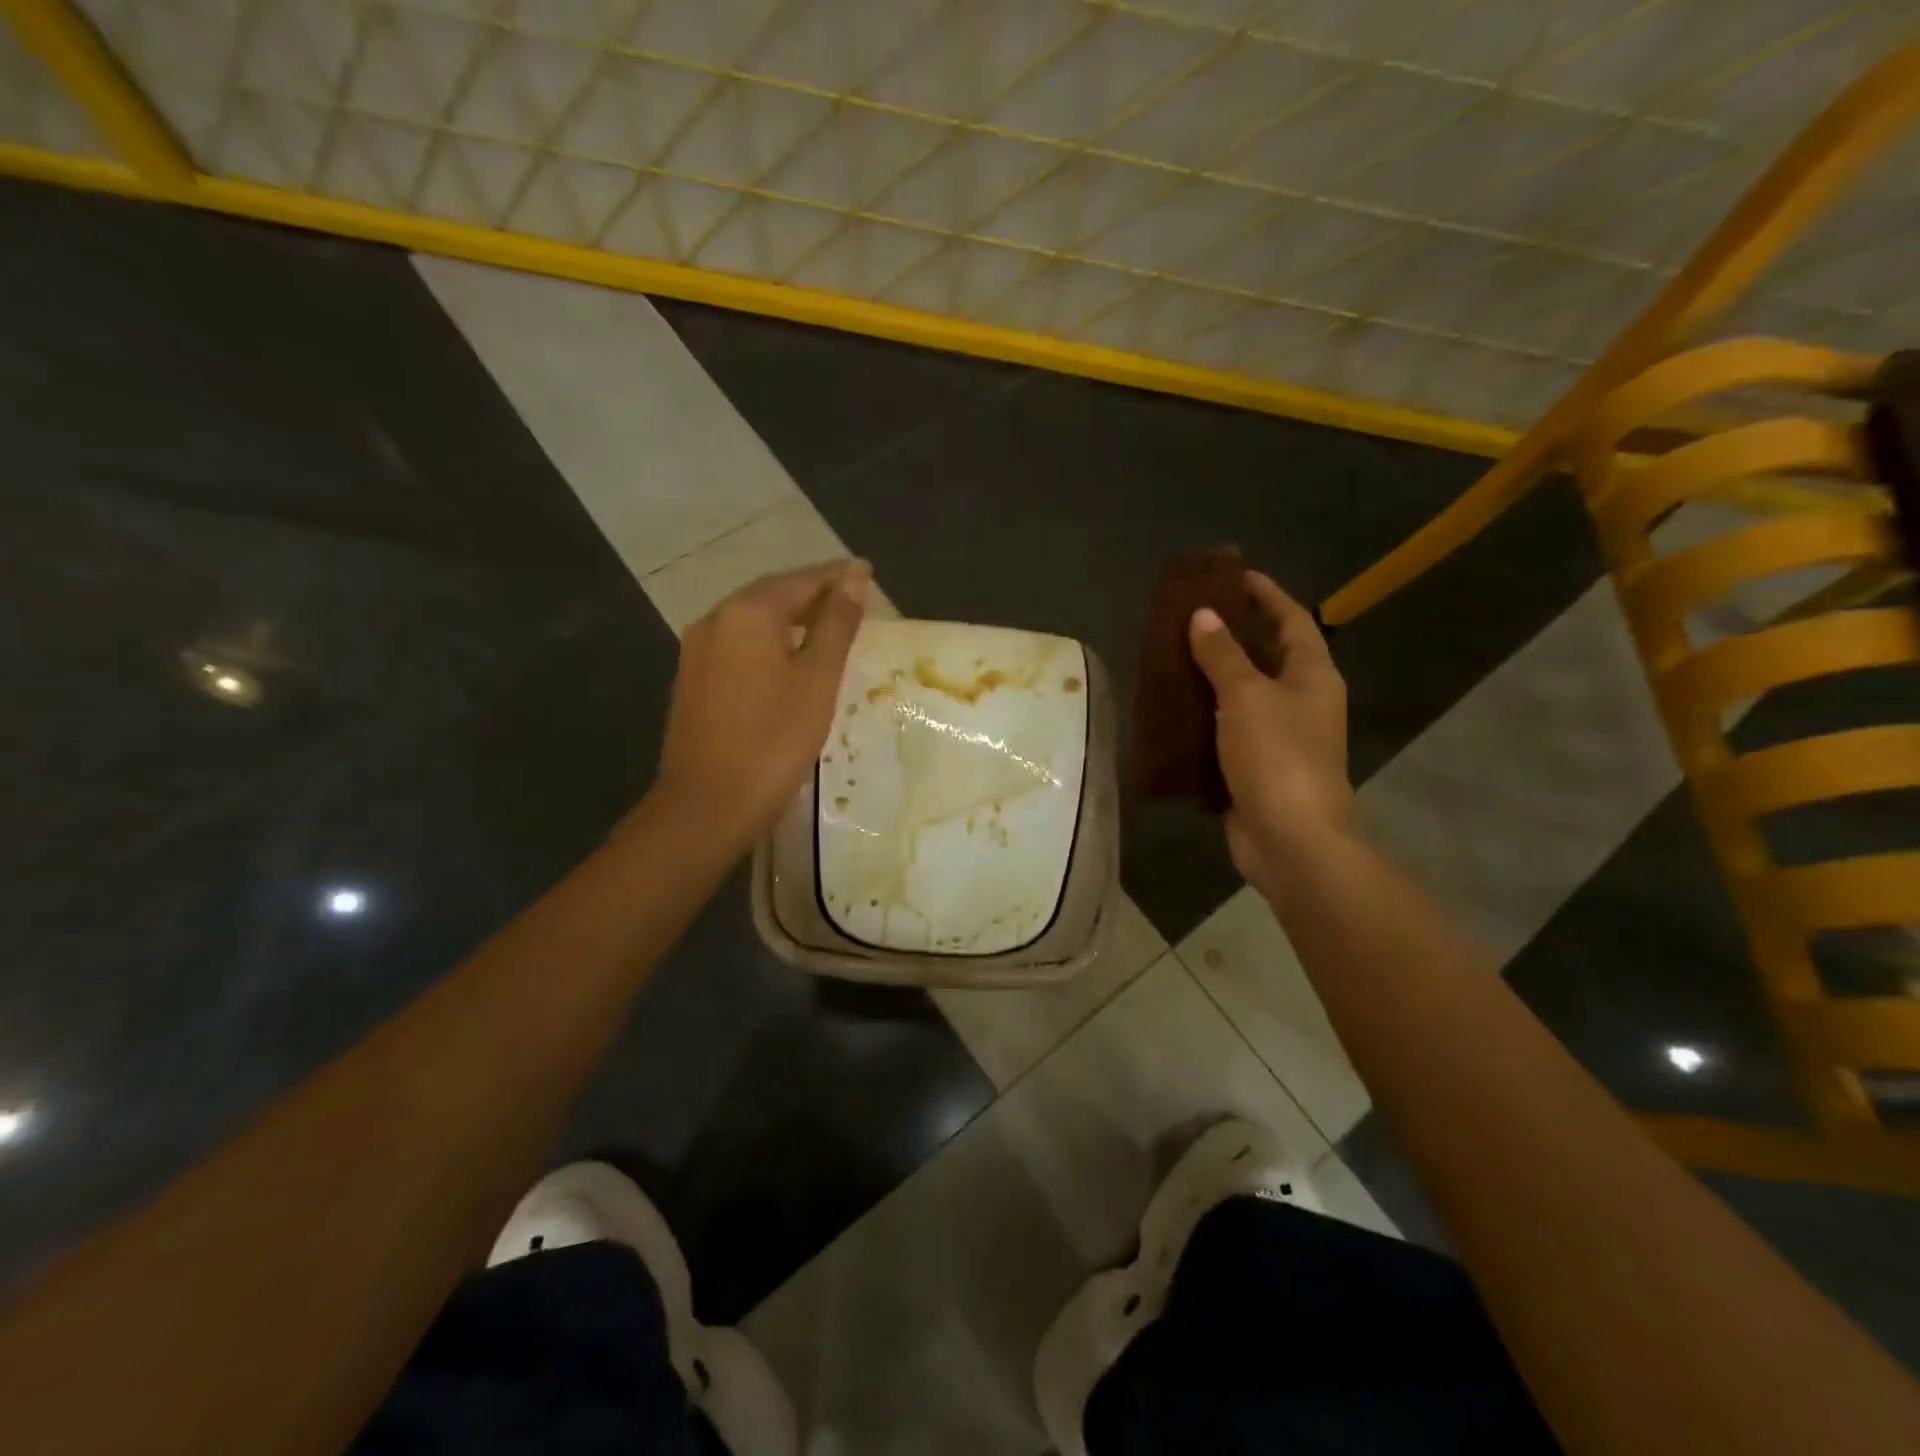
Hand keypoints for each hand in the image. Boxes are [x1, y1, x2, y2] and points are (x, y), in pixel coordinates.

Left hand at [655, 560, 870, 849]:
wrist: (708, 804)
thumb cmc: (773, 740)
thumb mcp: (817, 680)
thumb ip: (835, 625)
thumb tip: (854, 579)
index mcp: (747, 613)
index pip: (801, 581)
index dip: (837, 576)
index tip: (866, 570)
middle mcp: (715, 620)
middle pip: (772, 595)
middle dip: (812, 592)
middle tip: (851, 595)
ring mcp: (698, 651)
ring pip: (752, 621)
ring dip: (789, 617)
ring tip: (826, 624)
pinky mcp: (693, 680)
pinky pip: (738, 645)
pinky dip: (768, 641)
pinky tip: (787, 657)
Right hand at [1189, 570, 1355, 888]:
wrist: (1291, 839)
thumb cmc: (1277, 756)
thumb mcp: (1247, 696)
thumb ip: (1223, 654)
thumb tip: (1202, 615)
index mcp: (1312, 675)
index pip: (1292, 620)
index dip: (1266, 594)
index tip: (1234, 575)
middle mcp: (1301, 700)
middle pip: (1268, 654)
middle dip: (1234, 633)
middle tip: (1192, 615)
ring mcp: (1279, 735)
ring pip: (1243, 693)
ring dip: (1214, 675)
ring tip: (1174, 655)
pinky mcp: (1255, 765)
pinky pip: (1227, 728)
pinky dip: (1204, 715)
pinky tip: (1173, 708)